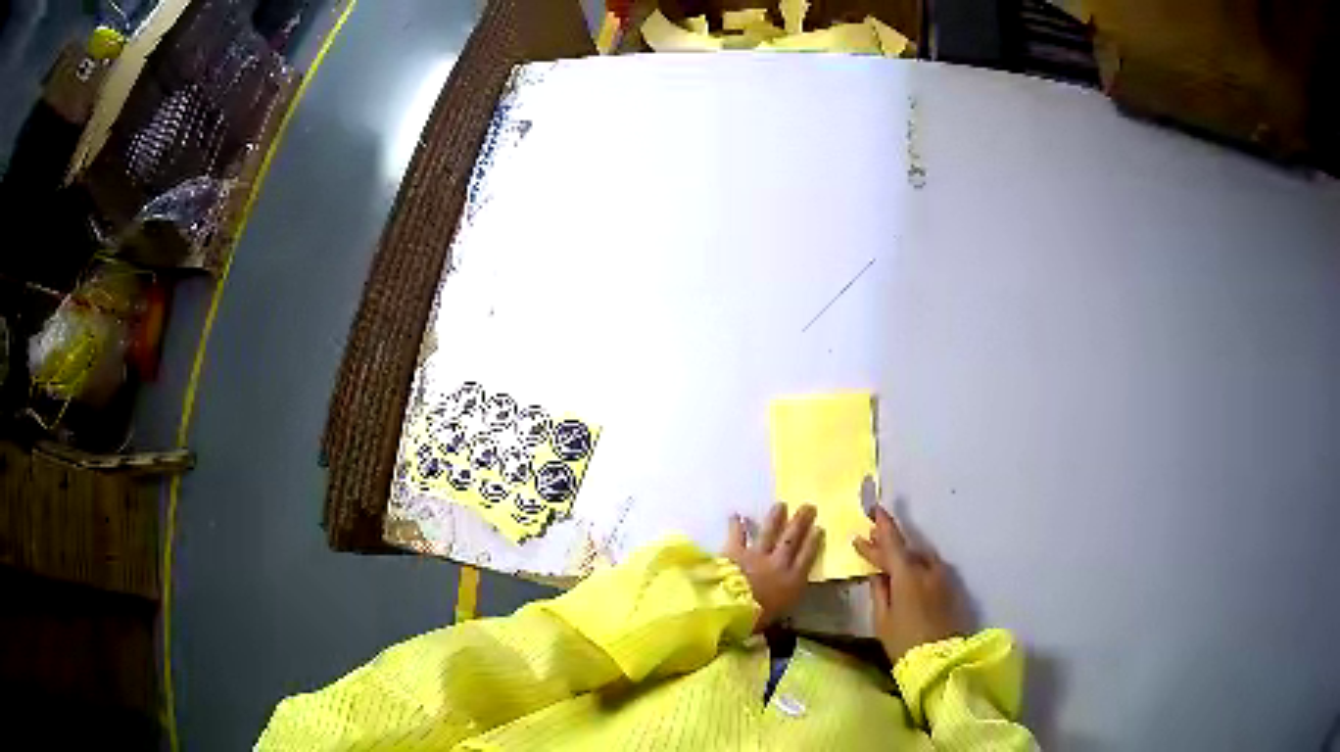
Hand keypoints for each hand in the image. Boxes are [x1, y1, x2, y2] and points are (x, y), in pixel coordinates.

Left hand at [724, 503, 823, 631]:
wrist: (731, 609)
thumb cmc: (756, 619)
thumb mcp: (778, 617)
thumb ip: (783, 606)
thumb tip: (783, 606)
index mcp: (792, 581)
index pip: (807, 557)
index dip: (814, 542)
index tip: (819, 528)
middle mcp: (778, 564)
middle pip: (792, 540)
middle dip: (801, 522)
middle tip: (808, 507)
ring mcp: (756, 555)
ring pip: (769, 533)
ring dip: (775, 518)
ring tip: (780, 505)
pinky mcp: (735, 552)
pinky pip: (737, 536)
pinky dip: (737, 525)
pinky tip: (736, 515)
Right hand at [853, 506, 963, 664]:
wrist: (940, 660)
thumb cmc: (904, 642)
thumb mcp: (882, 620)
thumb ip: (879, 593)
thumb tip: (877, 575)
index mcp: (907, 575)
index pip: (893, 543)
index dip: (883, 525)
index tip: (874, 509)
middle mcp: (927, 569)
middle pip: (905, 550)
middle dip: (886, 543)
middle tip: (870, 535)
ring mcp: (941, 577)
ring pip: (919, 558)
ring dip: (902, 554)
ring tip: (887, 553)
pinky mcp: (949, 587)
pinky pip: (929, 567)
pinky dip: (915, 564)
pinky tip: (907, 570)